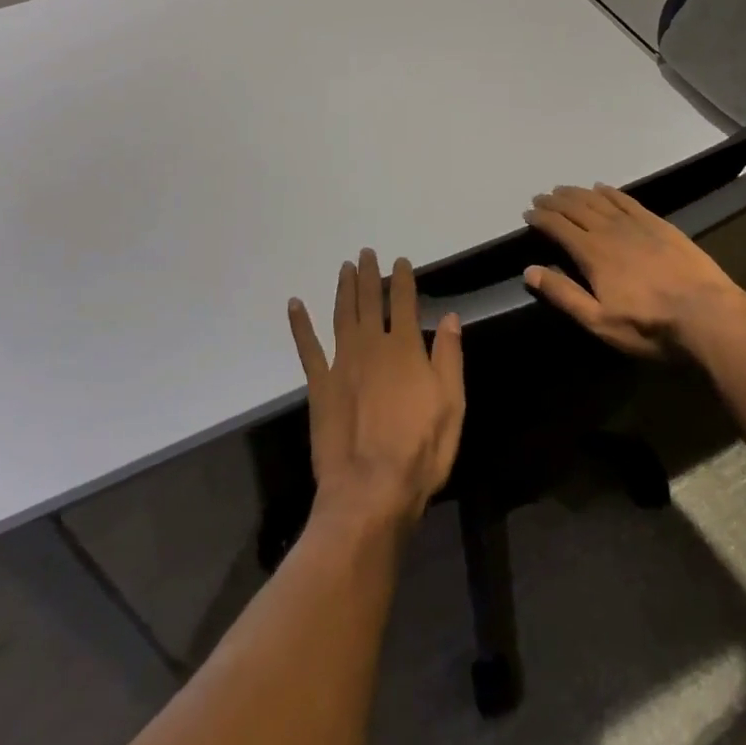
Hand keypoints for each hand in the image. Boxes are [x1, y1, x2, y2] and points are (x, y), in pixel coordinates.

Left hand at [288, 250, 465, 532]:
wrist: (370, 491)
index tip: (400, 261)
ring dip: (343, 288)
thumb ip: (449, 357)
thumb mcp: (451, 405)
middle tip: (366, 253)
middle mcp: (372, 345)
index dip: (403, 279)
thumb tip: (450, 316)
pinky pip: (307, 348)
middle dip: (369, 275)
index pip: (405, 302)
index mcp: (405, 348)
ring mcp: (342, 363)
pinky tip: (294, 304)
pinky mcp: (319, 385)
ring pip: (342, 315)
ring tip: (345, 267)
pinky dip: (300, 324)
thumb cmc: (419, 451)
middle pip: (370, 301)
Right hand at [523, 184, 744, 358]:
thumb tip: (529, 270)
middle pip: (576, 208)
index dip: (541, 217)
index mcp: (592, 253)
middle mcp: (610, 230)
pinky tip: (603, 188)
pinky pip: (627, 200)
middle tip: (542, 197)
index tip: (528, 212)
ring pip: (599, 200)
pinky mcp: (659, 224)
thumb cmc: (649, 326)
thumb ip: (563, 294)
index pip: (559, 227)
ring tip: (565, 189)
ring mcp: (636, 224)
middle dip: (556, 201)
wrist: (707, 315)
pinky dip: (611, 192)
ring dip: (578, 193)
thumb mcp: (599, 321)